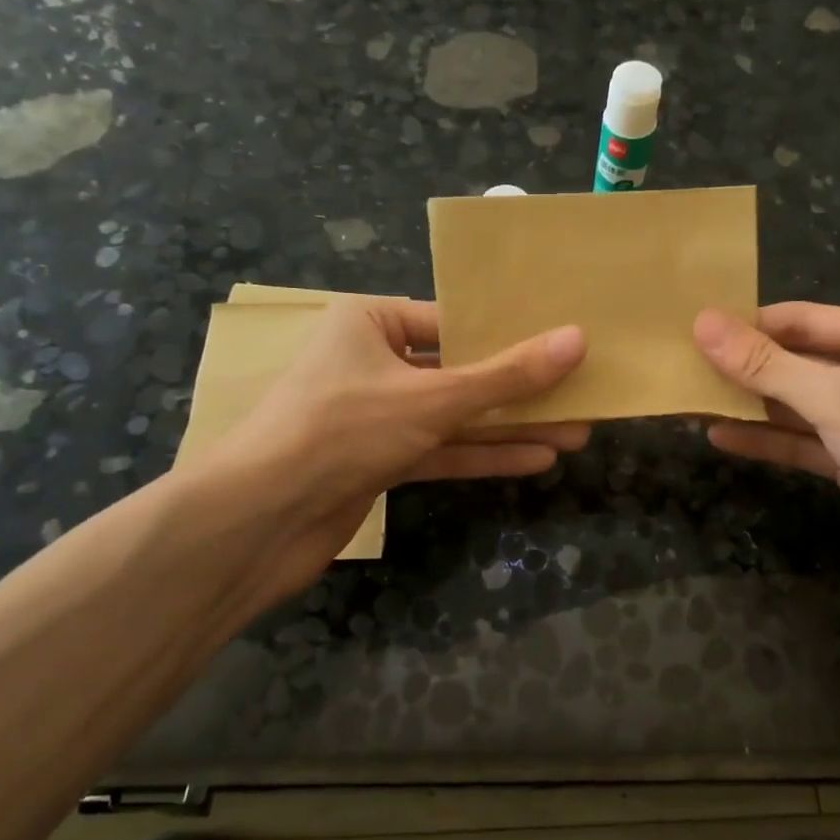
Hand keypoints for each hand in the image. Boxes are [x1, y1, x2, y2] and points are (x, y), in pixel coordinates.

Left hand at [172, 298, 585, 619]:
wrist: (258, 520)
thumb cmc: (342, 429)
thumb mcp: (434, 397)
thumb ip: (506, 375)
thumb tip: (577, 340)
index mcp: (369, 322)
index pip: (452, 319)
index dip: (509, 332)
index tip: (562, 342)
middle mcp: (372, 361)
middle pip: (460, 370)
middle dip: (520, 389)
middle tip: (581, 394)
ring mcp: (375, 415)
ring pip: (455, 415)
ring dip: (510, 426)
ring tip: (575, 431)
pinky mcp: (378, 461)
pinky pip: (440, 449)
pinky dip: (482, 455)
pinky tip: (535, 459)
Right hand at [695, 303, 839, 637]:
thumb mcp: (839, 399)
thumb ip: (768, 366)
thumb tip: (702, 323)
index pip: (806, 320)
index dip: (749, 325)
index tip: (690, 329)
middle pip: (801, 362)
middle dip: (746, 367)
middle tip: (681, 364)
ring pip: (800, 406)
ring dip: (751, 405)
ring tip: (690, 397)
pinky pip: (806, 445)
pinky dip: (768, 441)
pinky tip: (721, 435)